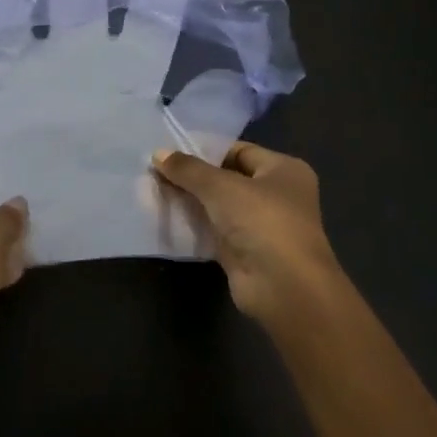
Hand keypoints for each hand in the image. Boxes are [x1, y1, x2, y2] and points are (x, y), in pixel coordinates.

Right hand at [151, 142, 342, 328]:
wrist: (283, 288)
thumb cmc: (262, 222)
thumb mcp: (220, 186)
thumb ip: (188, 169)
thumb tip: (158, 153)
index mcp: (284, 170)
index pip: (239, 151)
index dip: (205, 149)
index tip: (170, 149)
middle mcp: (276, 195)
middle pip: (227, 178)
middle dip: (193, 176)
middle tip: (155, 169)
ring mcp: (261, 226)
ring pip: (218, 206)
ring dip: (190, 200)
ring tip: (153, 189)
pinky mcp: (244, 252)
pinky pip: (213, 231)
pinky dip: (192, 225)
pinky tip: (164, 216)